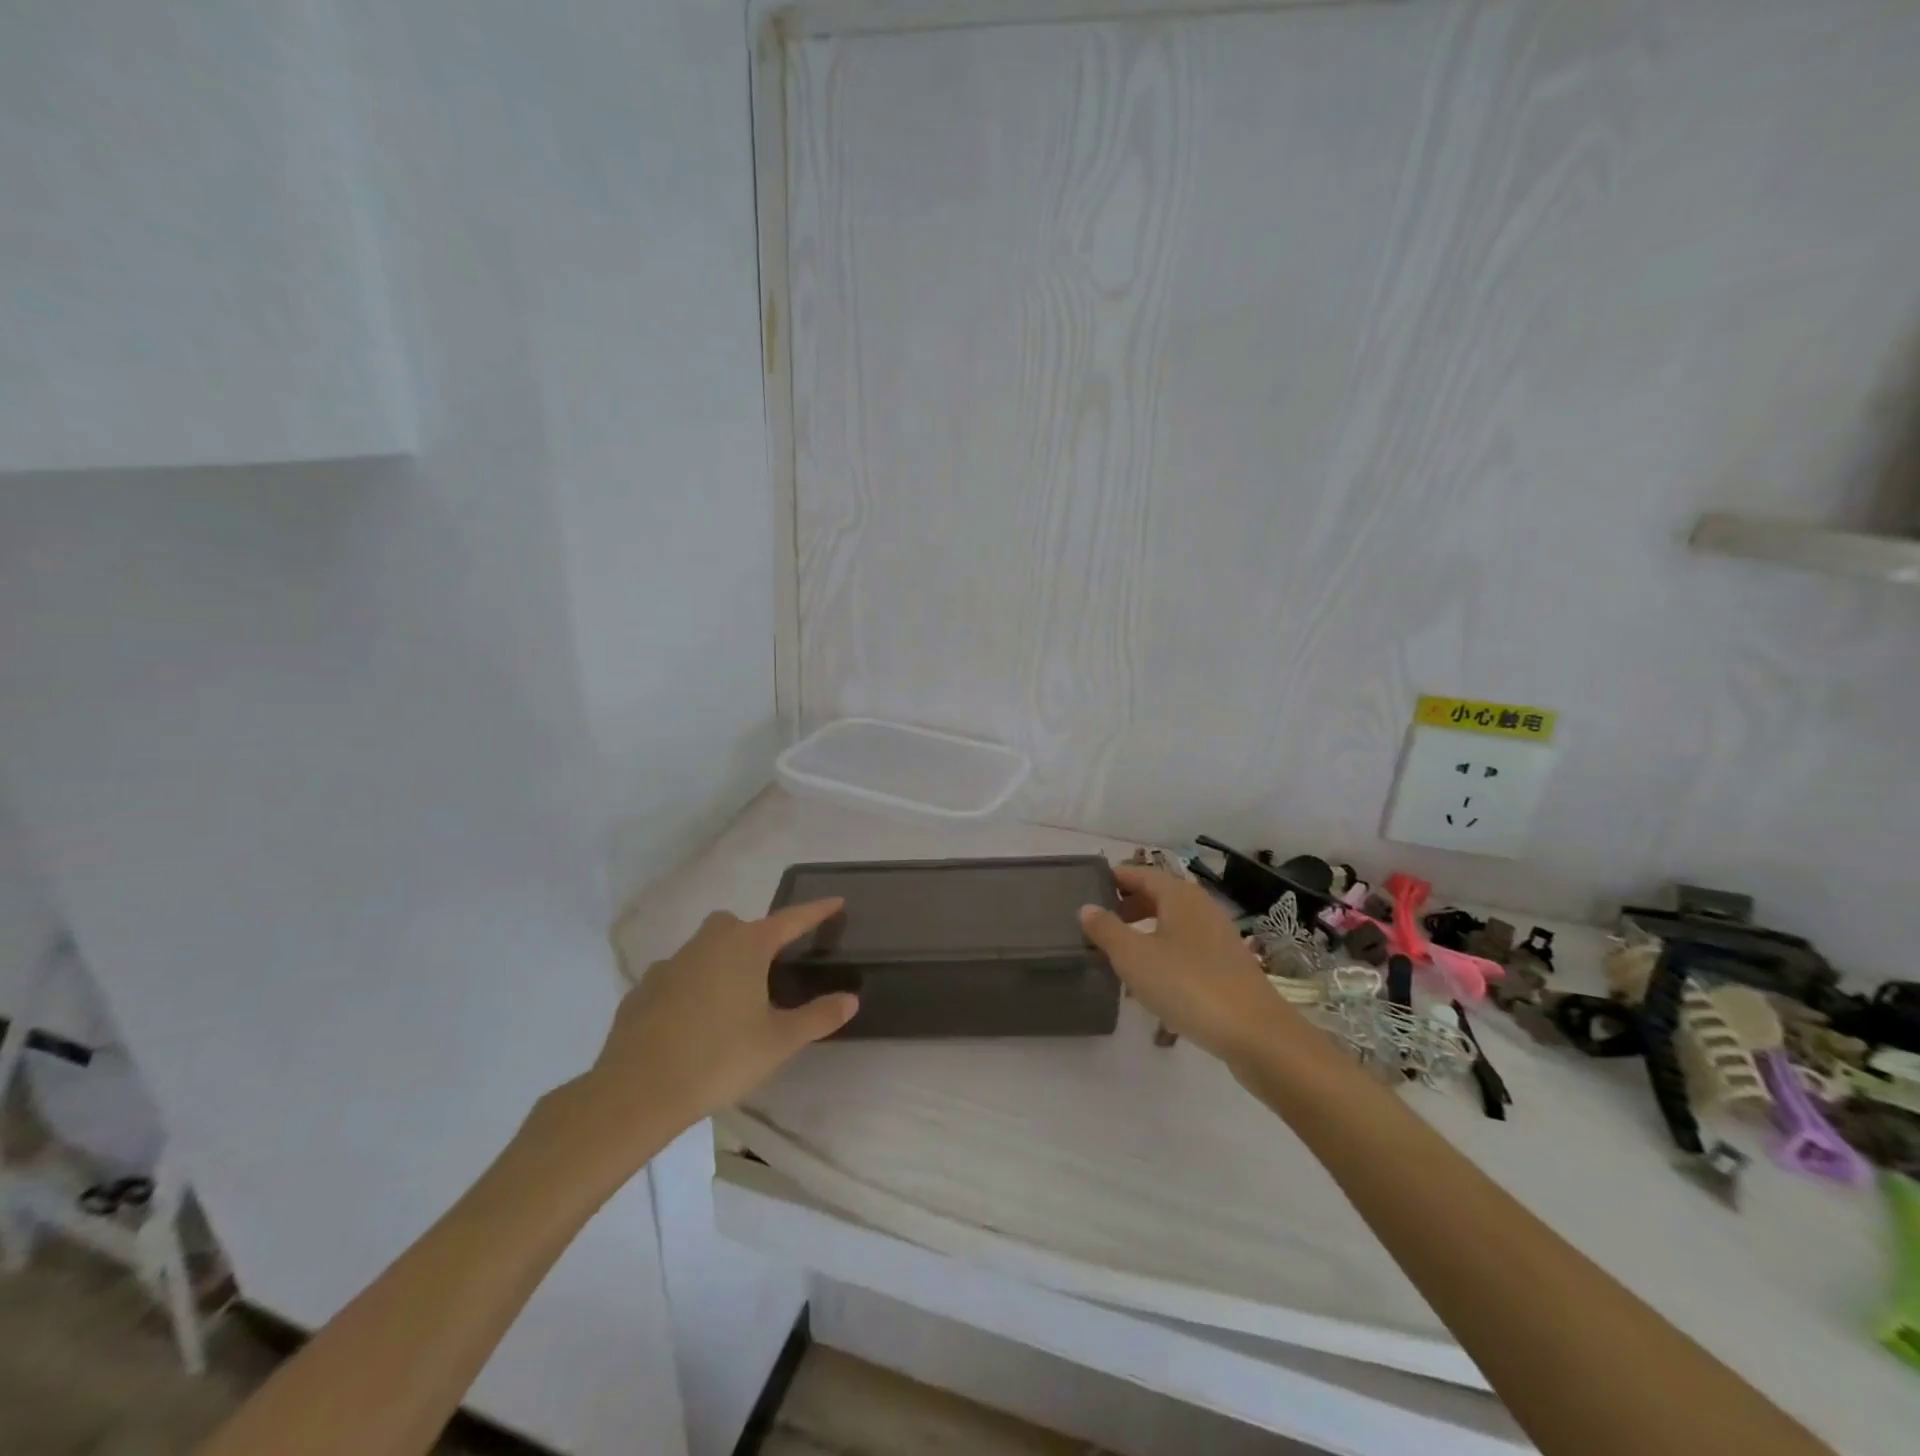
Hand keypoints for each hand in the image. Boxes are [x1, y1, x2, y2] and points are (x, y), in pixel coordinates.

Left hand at [582, 900, 857, 1146]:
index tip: (836, 901)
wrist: (637, 1091)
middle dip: (757, 937)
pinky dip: (689, 988)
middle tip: (770, 969)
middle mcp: (708, 943)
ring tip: (732, 1002)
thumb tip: (851, 999)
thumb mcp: (779, 1042)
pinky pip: (676, 978)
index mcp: (746, 947)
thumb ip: (818, 1017)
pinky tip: (692, 1021)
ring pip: (704, 949)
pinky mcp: (642, 989)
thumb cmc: (719, 1058)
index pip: (791, 920)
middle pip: (739, 926)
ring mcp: (670, 964)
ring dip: (721, 963)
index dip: (816, 911)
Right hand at [1079, 866, 1291, 1062]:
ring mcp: (1218, 936)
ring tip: (1118, 954)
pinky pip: (1186, 947)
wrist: (1255, 1033)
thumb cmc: (1187, 984)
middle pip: (1158, 896)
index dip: (1114, 878)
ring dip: (1144, 932)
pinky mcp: (1227, 965)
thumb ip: (1106, 929)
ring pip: (1172, 923)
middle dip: (1127, 906)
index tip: (1088, 888)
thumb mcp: (1134, 957)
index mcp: (1179, 895)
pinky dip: (1164, 953)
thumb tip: (1087, 907)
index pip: (1140, 874)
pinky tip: (1152, 981)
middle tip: (1098, 924)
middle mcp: (1201, 907)